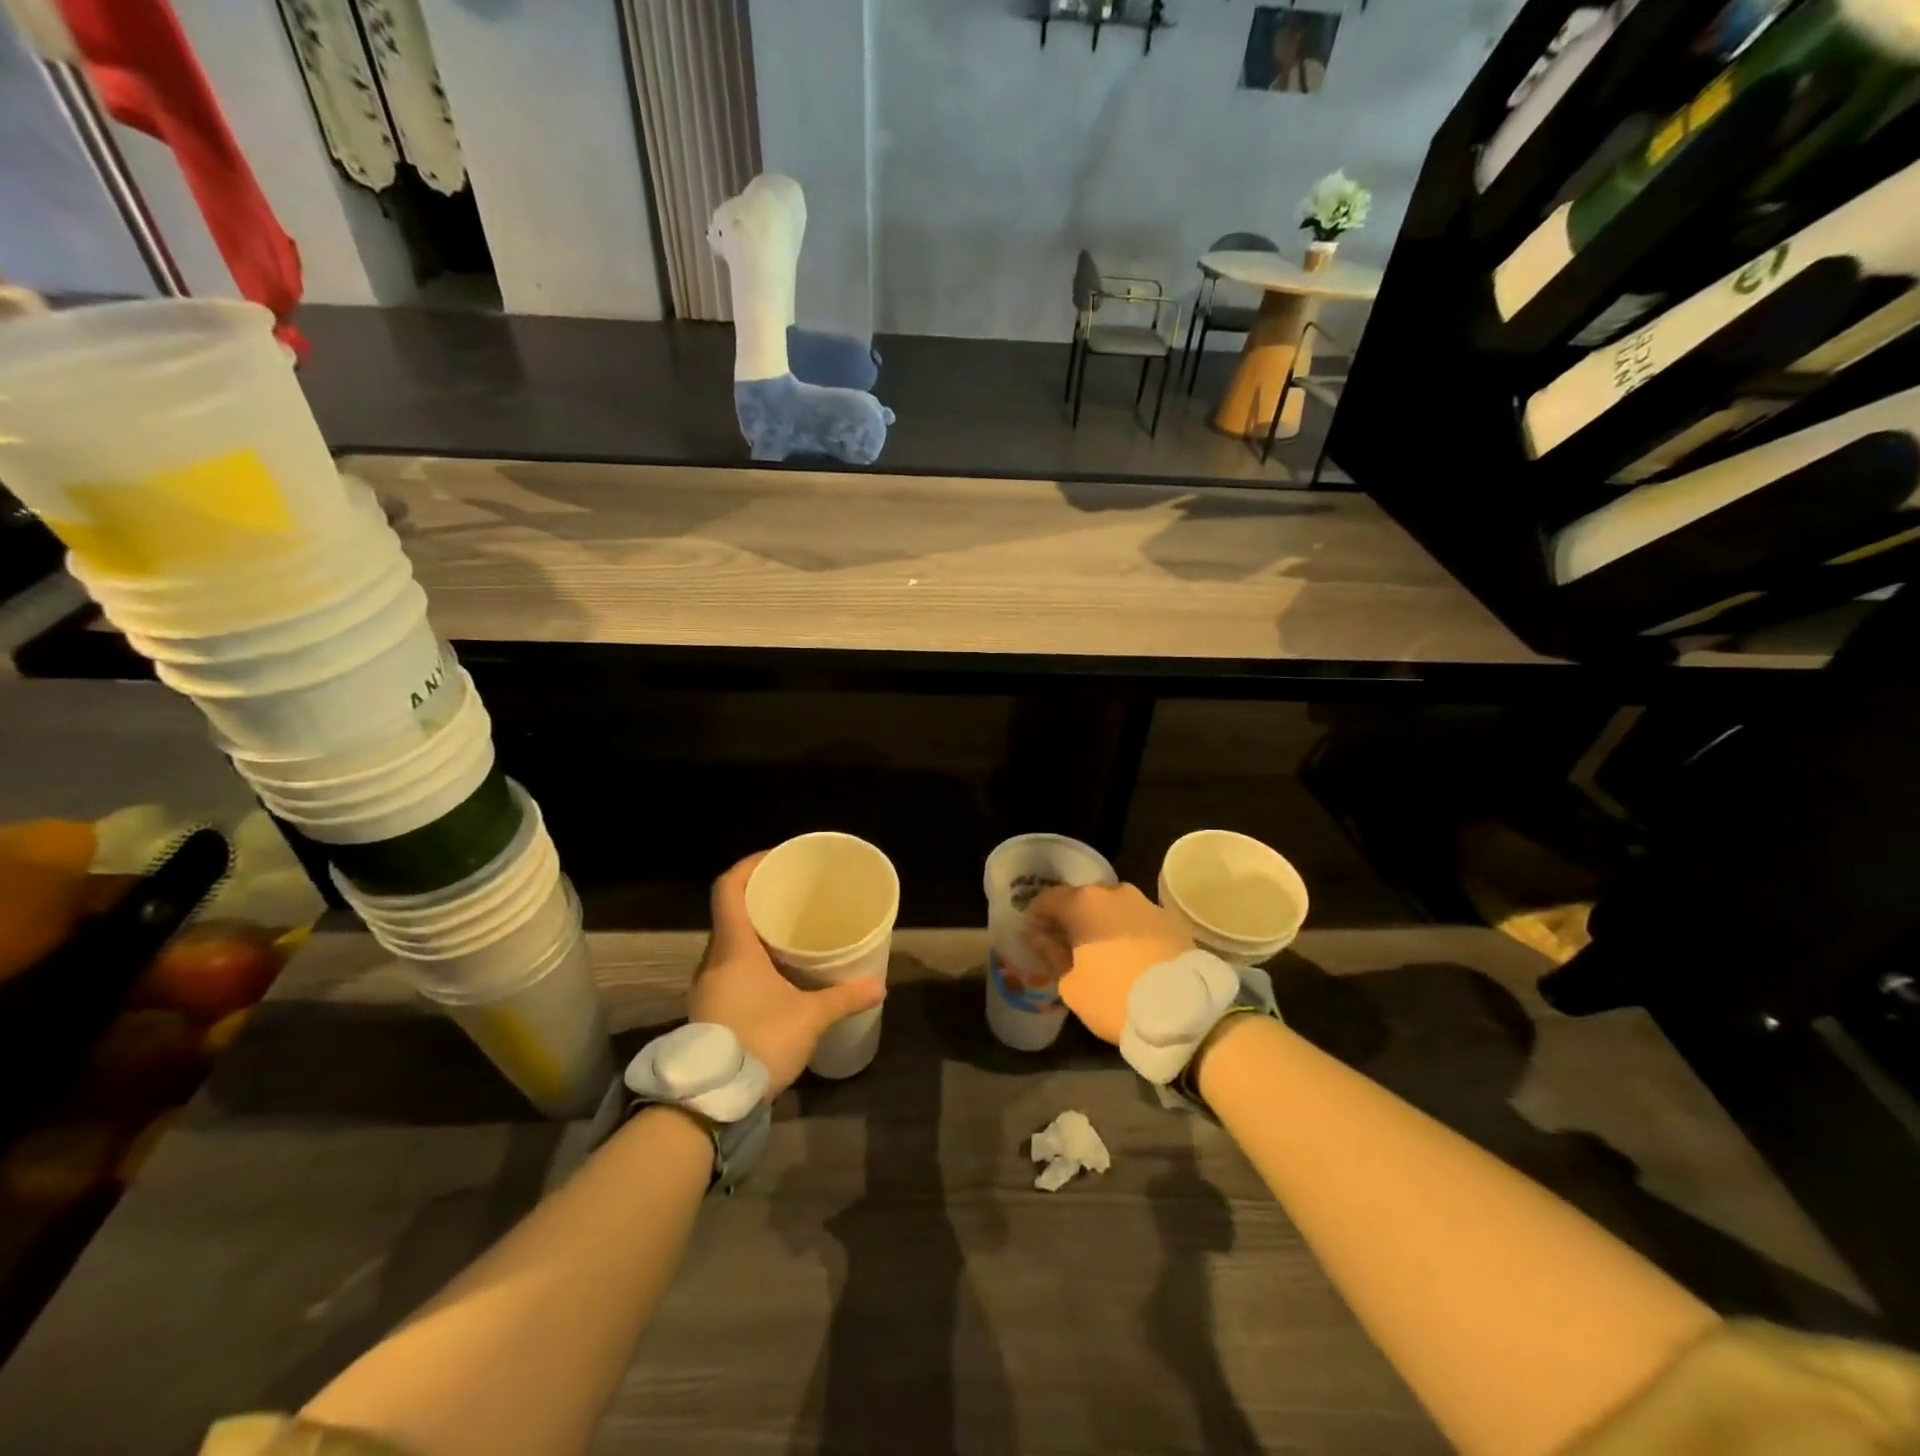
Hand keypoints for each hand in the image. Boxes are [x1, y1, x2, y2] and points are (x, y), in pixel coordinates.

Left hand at [688, 853, 885, 1096]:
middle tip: (792, 897)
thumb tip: (878, 985)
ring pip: (728, 945)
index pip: (728, 888)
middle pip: (730, 914)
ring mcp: (706, 987)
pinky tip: (775, 975)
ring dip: (754, 934)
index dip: (749, 866)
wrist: (711, 1101)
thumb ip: (844, 997)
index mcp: (732, 948)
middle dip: (759, 900)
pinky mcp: (708, 1010)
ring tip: (788, 934)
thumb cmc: (760, 1041)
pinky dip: (749, 961)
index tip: (775, 859)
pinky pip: (727, 969)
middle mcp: (712, 960)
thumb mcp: (810, 1017)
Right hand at [1025, 882, 1191, 1045]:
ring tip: (1100, 951)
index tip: (1032, 935)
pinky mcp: (1171, 919)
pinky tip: (1129, 956)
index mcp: (1083, 903)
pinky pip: (1138, 920)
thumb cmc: (1114, 997)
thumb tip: (1041, 937)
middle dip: (1071, 918)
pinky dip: (1128, 932)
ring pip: (1113, 908)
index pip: (1048, 899)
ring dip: (1102, 923)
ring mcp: (1145, 902)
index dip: (1036, 916)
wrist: (1184, 1010)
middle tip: (1065, 944)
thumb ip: (1052, 955)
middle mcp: (1113, 892)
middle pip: (1082, 899)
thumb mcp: (1071, 986)